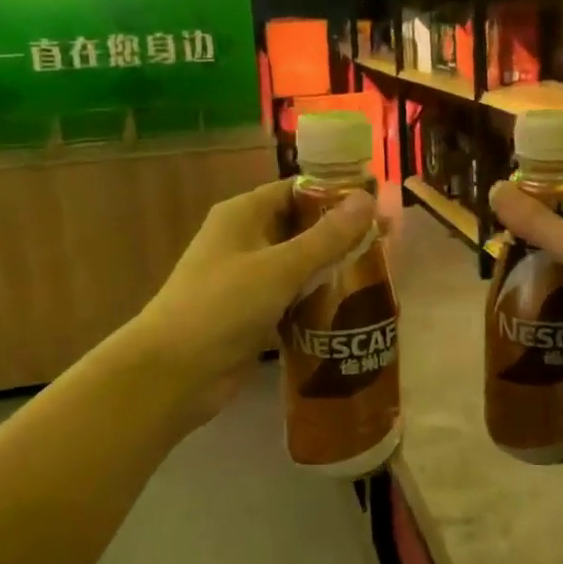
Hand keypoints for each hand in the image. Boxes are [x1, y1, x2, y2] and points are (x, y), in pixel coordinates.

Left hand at [129, 178, 377, 425]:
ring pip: (300, 265)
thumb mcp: (280, 267)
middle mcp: (245, 239)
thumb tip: (367, 197)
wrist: (173, 374)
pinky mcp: (253, 313)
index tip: (379, 206)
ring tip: (380, 275)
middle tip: (389, 244)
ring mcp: (248, 278)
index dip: (337, 194)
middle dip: (342, 235)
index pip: (297, 190)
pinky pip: (293, 297)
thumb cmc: (222, 306)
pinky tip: (353, 309)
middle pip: (301, 227)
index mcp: (243, 214)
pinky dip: (318, 300)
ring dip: (333, 270)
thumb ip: (327, 236)